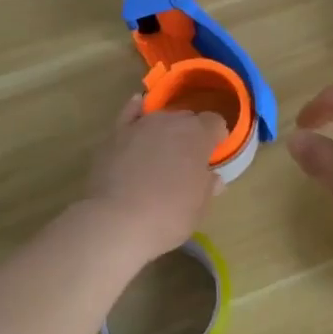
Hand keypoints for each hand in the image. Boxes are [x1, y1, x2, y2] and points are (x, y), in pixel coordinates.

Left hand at [82, 96, 225, 260]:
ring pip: (160, 118)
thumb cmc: (168, 216)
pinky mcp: (115, 134)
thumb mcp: (199, 207)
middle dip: (191, 134)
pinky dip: (136, 112)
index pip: (215, 122)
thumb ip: (208, 186)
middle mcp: (170, 121)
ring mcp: (140, 125)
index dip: (216, 137)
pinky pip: (130, 114)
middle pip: (187, 118)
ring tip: (162, 152)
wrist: (117, 222)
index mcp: (198, 135)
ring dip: (165, 130)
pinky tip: (138, 111)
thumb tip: (212, 178)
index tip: (213, 155)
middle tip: (188, 160)